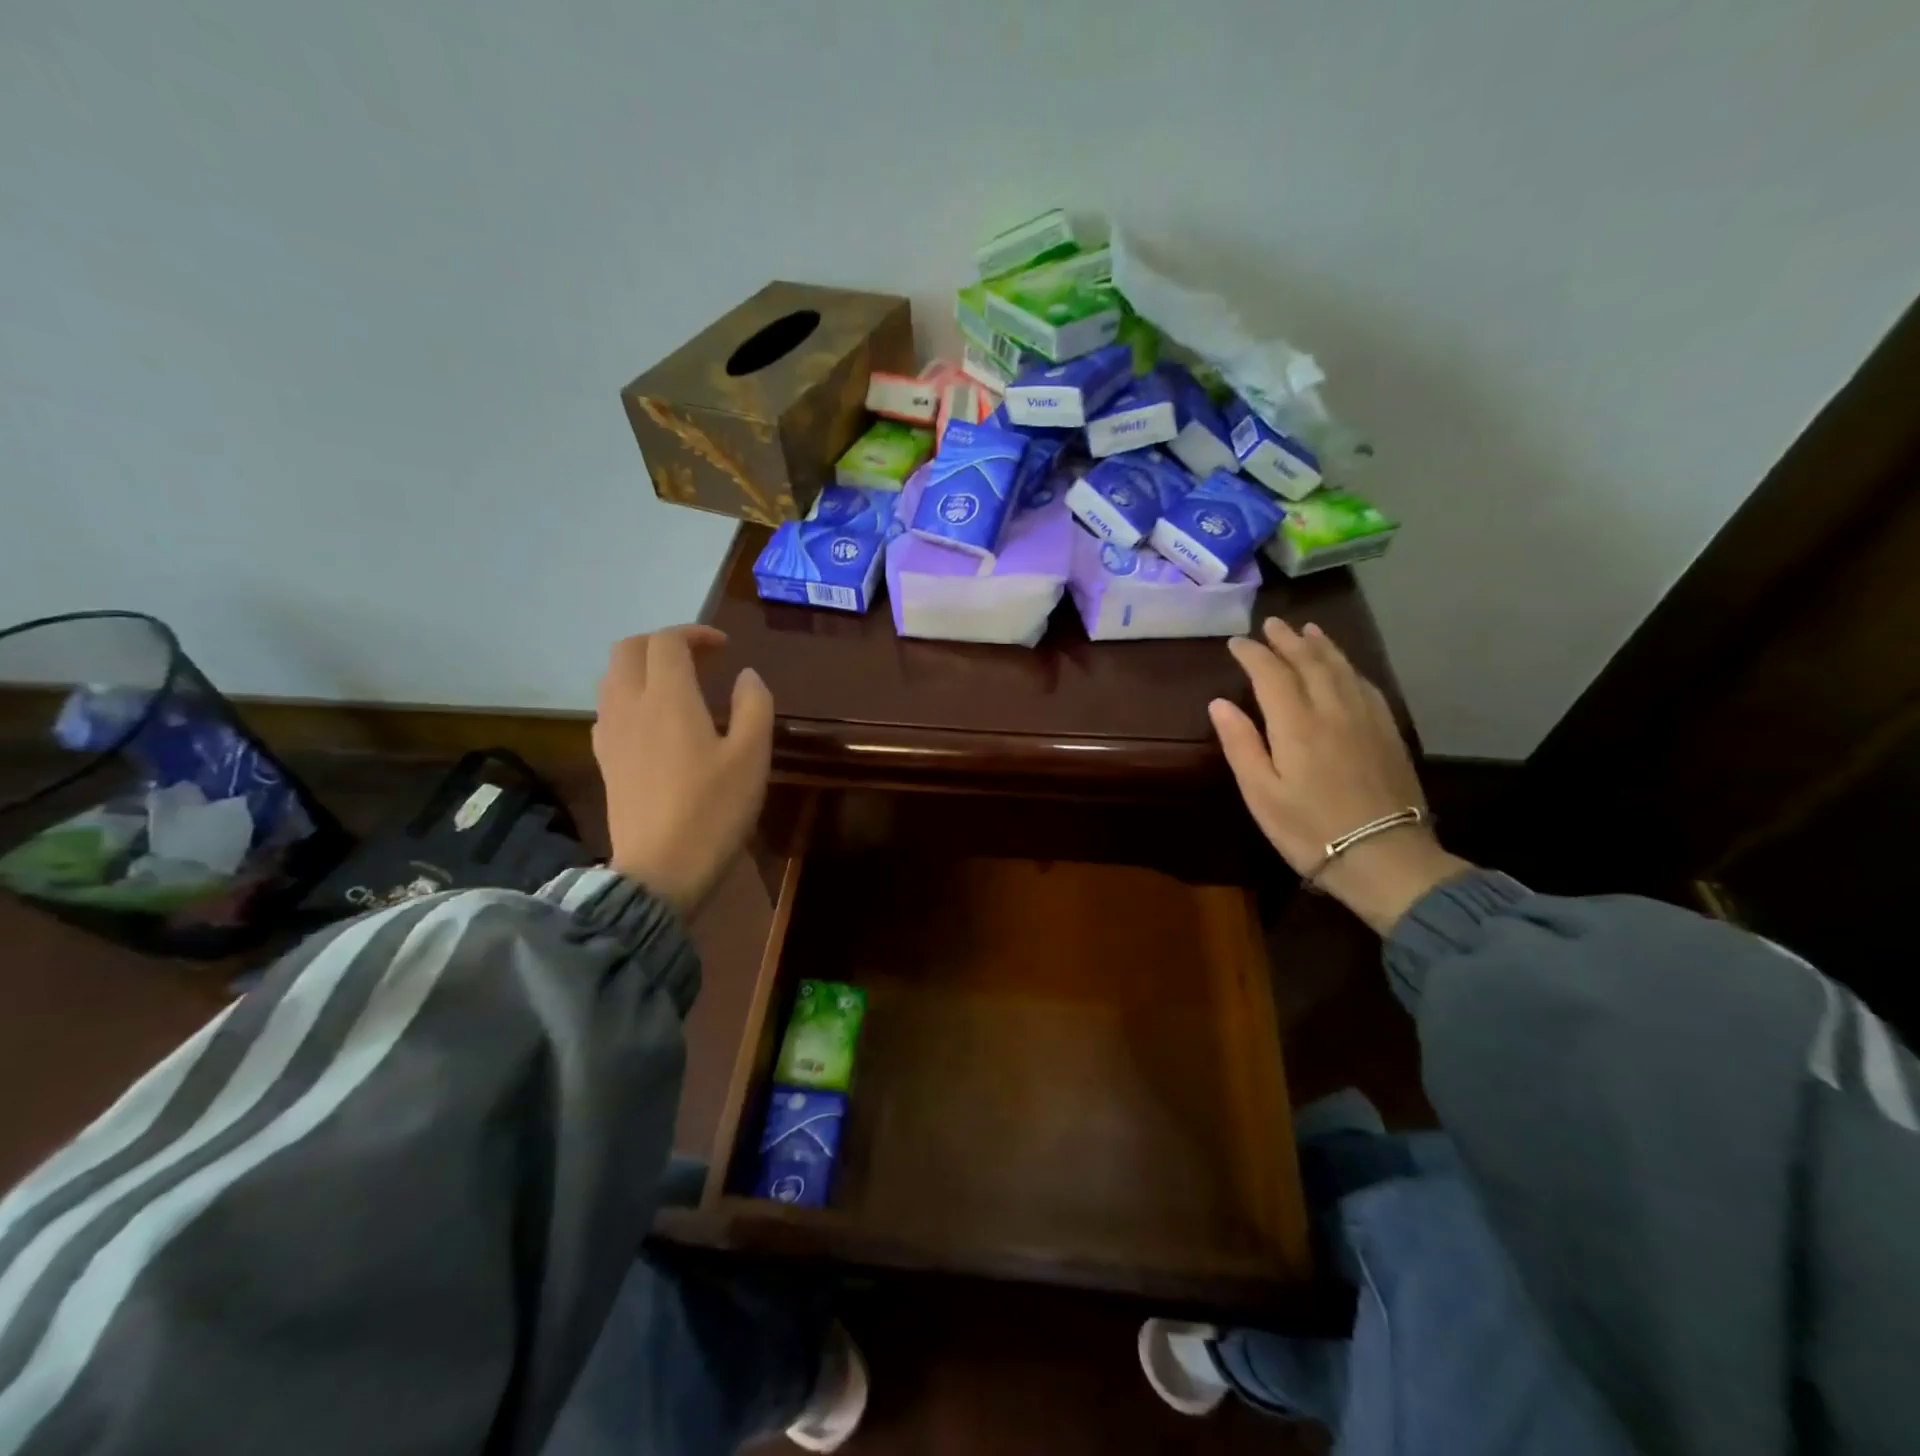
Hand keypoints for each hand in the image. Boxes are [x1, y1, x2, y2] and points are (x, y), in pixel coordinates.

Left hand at [592, 627, 772, 916]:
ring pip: (613, 677)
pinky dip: (631, 696)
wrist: (660, 870)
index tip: (724, 648)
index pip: (668, 641)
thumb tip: (747, 676)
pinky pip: (609, 708)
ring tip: (678, 686)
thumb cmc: (713, 811)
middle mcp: (630, 705)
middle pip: (629, 649)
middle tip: (698, 659)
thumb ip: (754, 706)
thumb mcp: (752, 757)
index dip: (696, 633)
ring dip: (643, 667)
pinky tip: (656, 723)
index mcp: (668, 698)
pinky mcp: (604, 760)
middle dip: (662, 643)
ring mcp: (610, 733)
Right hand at [1211, 619, 1471, 935]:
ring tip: (1306, 630)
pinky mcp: (1388, 731)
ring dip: (1320, 646)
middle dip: (1286, 640)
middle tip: (1270, 624)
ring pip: (1341, 668)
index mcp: (1296, 724)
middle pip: (1309, 662)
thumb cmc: (1309, 829)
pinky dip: (1348, 667)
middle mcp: (1332, 709)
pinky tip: (1343, 666)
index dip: (1252, 654)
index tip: (1236, 643)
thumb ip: (1240, 744)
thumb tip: (1219, 702)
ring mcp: (1365, 718)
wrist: (1383, 856)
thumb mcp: (1261, 793)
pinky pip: (1365, 685)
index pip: (1271, 673)